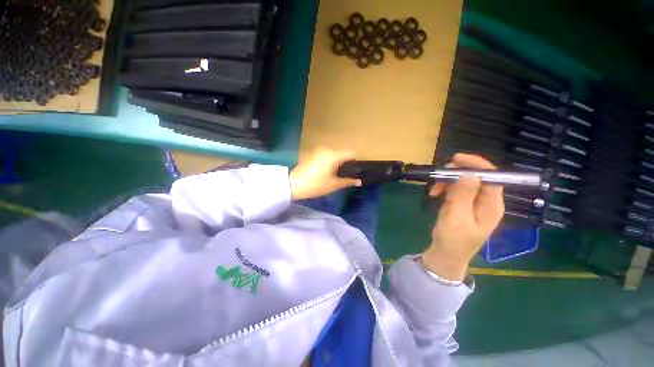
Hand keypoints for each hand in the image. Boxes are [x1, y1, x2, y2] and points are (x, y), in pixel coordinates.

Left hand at [290, 147, 361, 199]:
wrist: (294, 184)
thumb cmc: (316, 185)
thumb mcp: (334, 185)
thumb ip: (348, 181)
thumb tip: (359, 181)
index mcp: (334, 155)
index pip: (351, 153)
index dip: (355, 162)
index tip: (354, 172)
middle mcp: (327, 149)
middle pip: (342, 153)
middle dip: (346, 163)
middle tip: (344, 175)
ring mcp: (318, 150)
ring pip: (334, 154)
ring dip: (337, 162)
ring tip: (334, 174)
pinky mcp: (312, 153)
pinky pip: (326, 155)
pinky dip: (329, 161)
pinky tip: (325, 171)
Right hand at [422, 154, 504, 280]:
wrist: (446, 253)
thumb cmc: (453, 239)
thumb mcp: (456, 217)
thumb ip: (463, 195)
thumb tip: (469, 173)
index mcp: (491, 205)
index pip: (492, 177)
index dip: (476, 164)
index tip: (455, 159)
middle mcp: (486, 201)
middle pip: (477, 177)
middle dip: (457, 173)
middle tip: (439, 176)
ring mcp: (474, 202)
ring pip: (464, 181)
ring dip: (447, 181)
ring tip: (433, 190)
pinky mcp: (463, 203)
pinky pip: (456, 189)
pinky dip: (444, 188)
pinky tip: (435, 194)